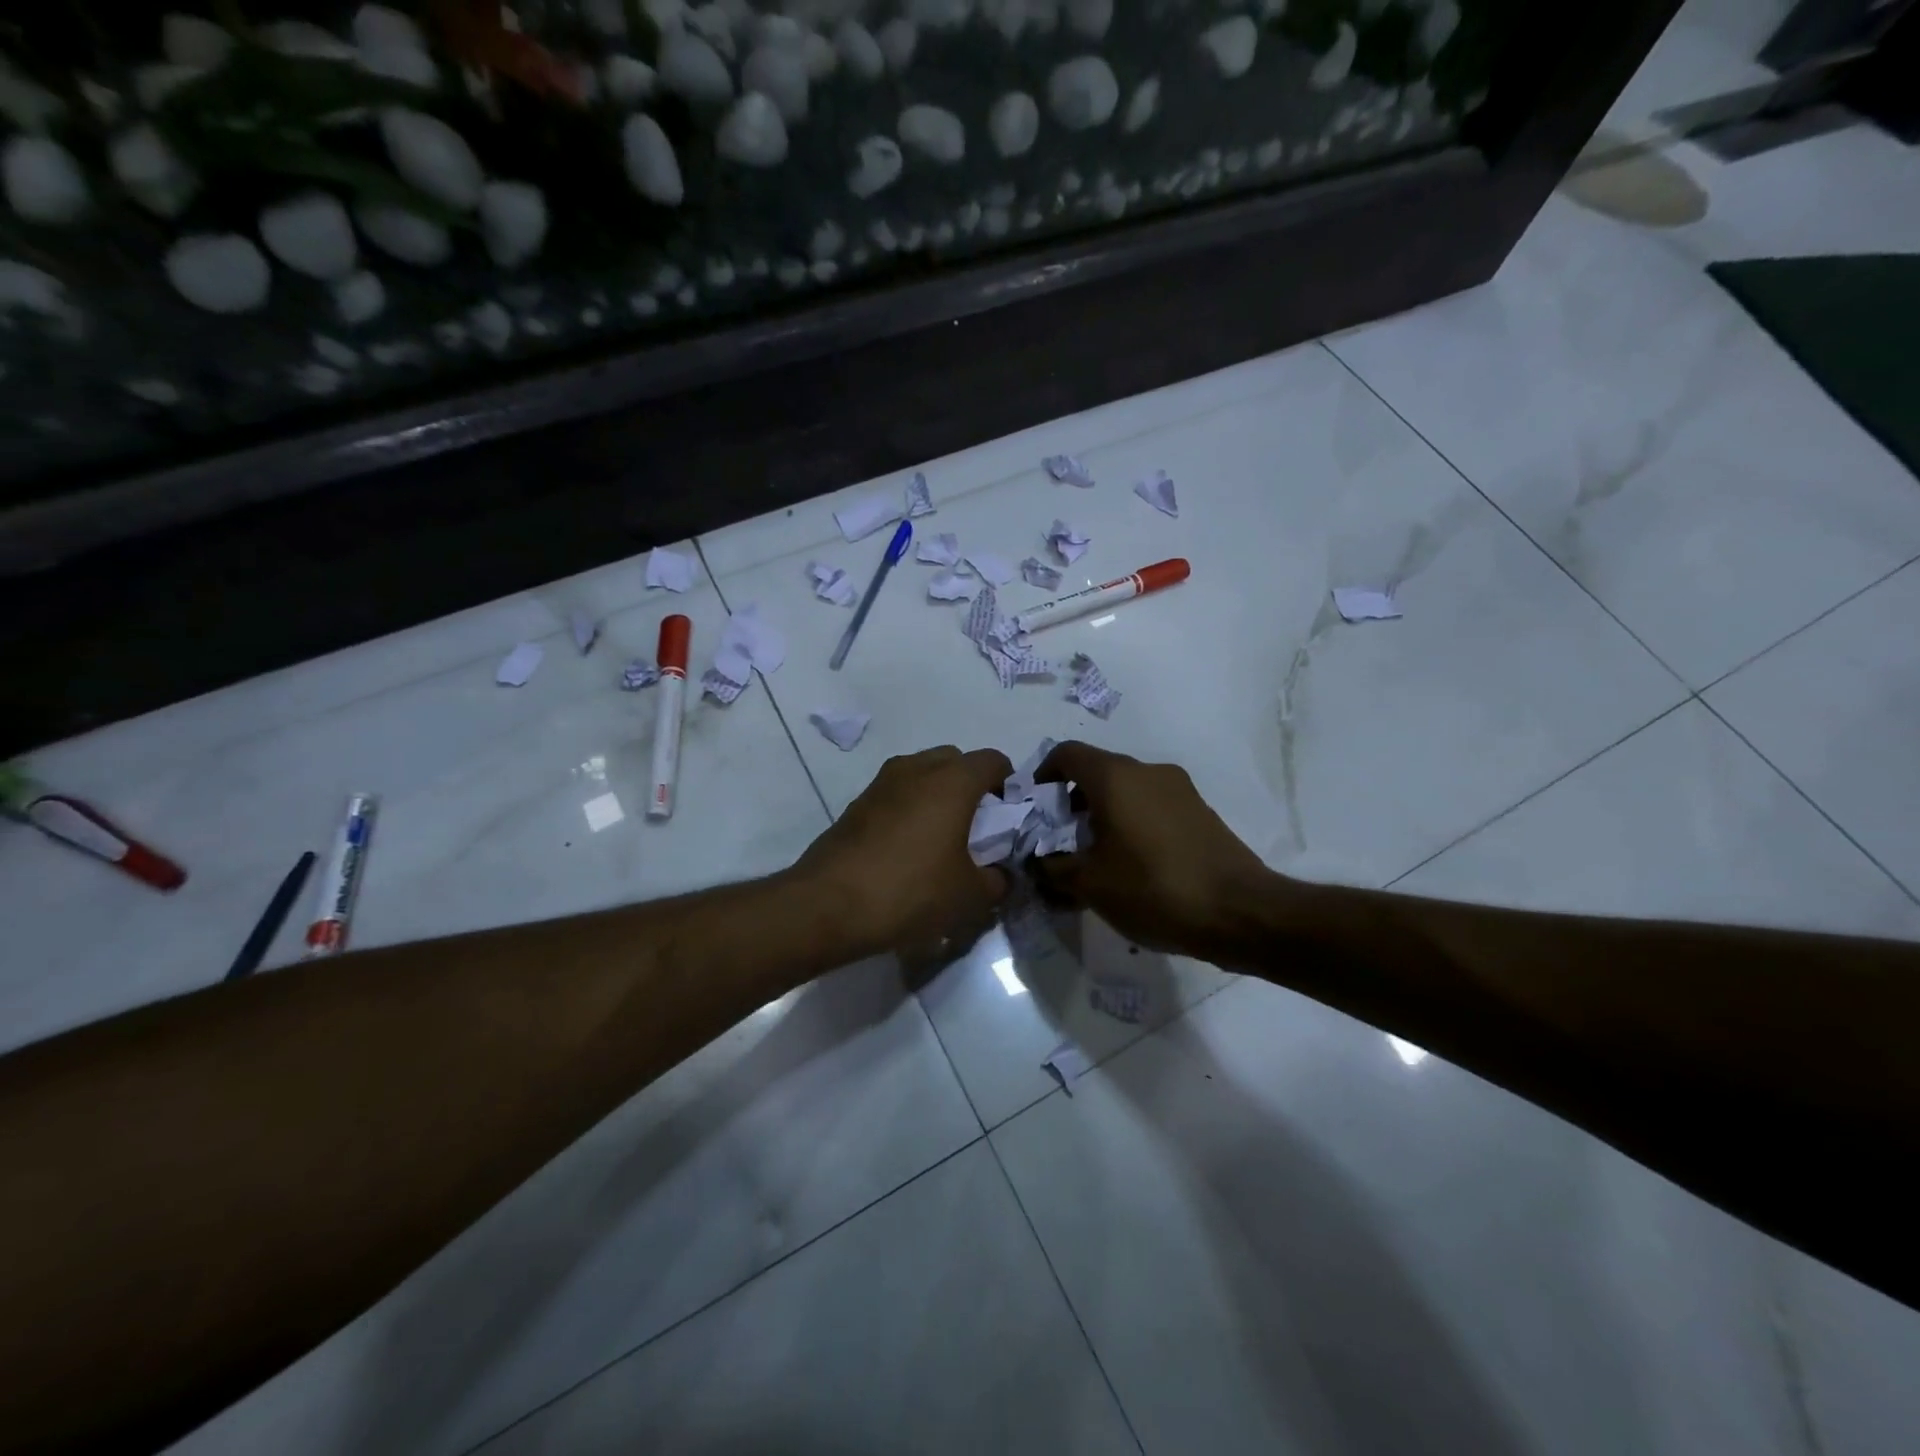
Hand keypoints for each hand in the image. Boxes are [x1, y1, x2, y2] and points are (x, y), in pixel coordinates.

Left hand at [796, 746, 1013, 957]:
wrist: (828, 904)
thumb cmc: (910, 891)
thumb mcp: (968, 896)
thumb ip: (996, 881)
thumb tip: (999, 875)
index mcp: (952, 781)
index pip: (992, 760)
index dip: (1007, 782)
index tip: (1009, 812)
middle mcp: (917, 769)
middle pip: (955, 759)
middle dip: (970, 783)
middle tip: (976, 822)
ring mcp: (881, 783)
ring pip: (921, 772)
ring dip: (937, 792)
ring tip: (941, 834)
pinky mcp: (856, 804)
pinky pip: (896, 793)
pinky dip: (909, 807)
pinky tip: (907, 847)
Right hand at [1032, 741, 1273, 957]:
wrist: (1240, 912)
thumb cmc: (1153, 889)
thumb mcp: (1090, 885)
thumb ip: (1054, 868)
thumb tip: (1039, 863)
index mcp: (1115, 777)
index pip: (1067, 754)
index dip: (1044, 775)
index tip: (1036, 807)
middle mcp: (1147, 771)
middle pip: (1097, 772)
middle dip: (1072, 802)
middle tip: (1061, 840)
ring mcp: (1179, 789)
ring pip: (1127, 790)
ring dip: (1104, 814)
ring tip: (1096, 858)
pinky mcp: (1200, 811)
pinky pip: (1153, 806)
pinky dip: (1133, 824)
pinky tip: (1133, 866)